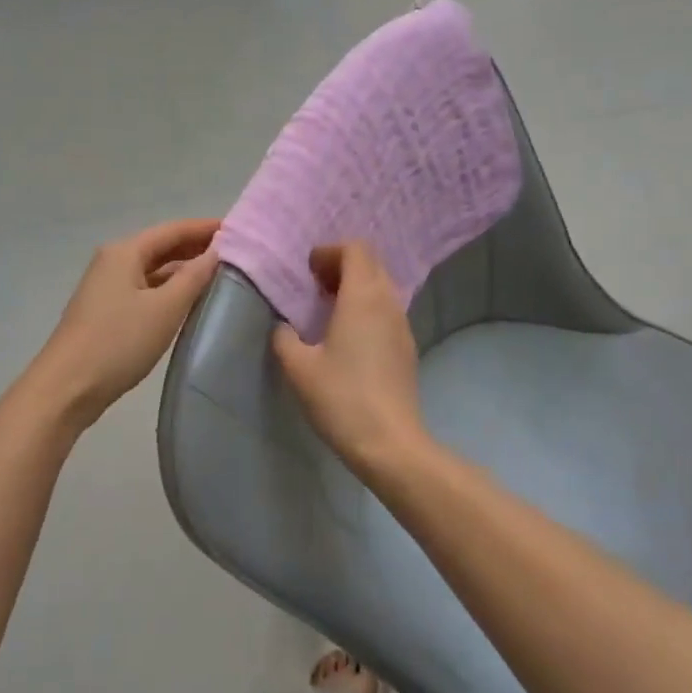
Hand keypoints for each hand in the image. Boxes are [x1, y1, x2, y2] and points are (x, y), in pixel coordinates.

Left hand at [33, 218, 221, 426]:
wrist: (67, 387)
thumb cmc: (118, 342)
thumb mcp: (165, 308)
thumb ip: (194, 277)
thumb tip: (217, 251)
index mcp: (125, 252)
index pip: (173, 229)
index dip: (205, 228)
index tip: (238, 229)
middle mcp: (113, 261)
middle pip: (161, 246)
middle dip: (195, 247)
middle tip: (234, 252)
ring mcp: (107, 287)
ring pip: (153, 270)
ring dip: (183, 269)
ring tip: (219, 275)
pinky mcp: (106, 312)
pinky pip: (145, 289)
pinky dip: (168, 289)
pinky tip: (188, 301)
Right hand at [272, 242, 428, 469]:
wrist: (389, 443)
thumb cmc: (341, 397)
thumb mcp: (298, 367)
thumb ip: (284, 337)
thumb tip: (284, 327)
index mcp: (362, 297)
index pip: (355, 249)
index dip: (329, 252)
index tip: (307, 271)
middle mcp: (388, 302)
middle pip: (371, 263)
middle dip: (342, 266)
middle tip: (314, 286)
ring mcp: (402, 325)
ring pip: (381, 287)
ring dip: (355, 287)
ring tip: (328, 310)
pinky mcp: (407, 347)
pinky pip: (387, 310)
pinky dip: (367, 308)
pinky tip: (347, 336)